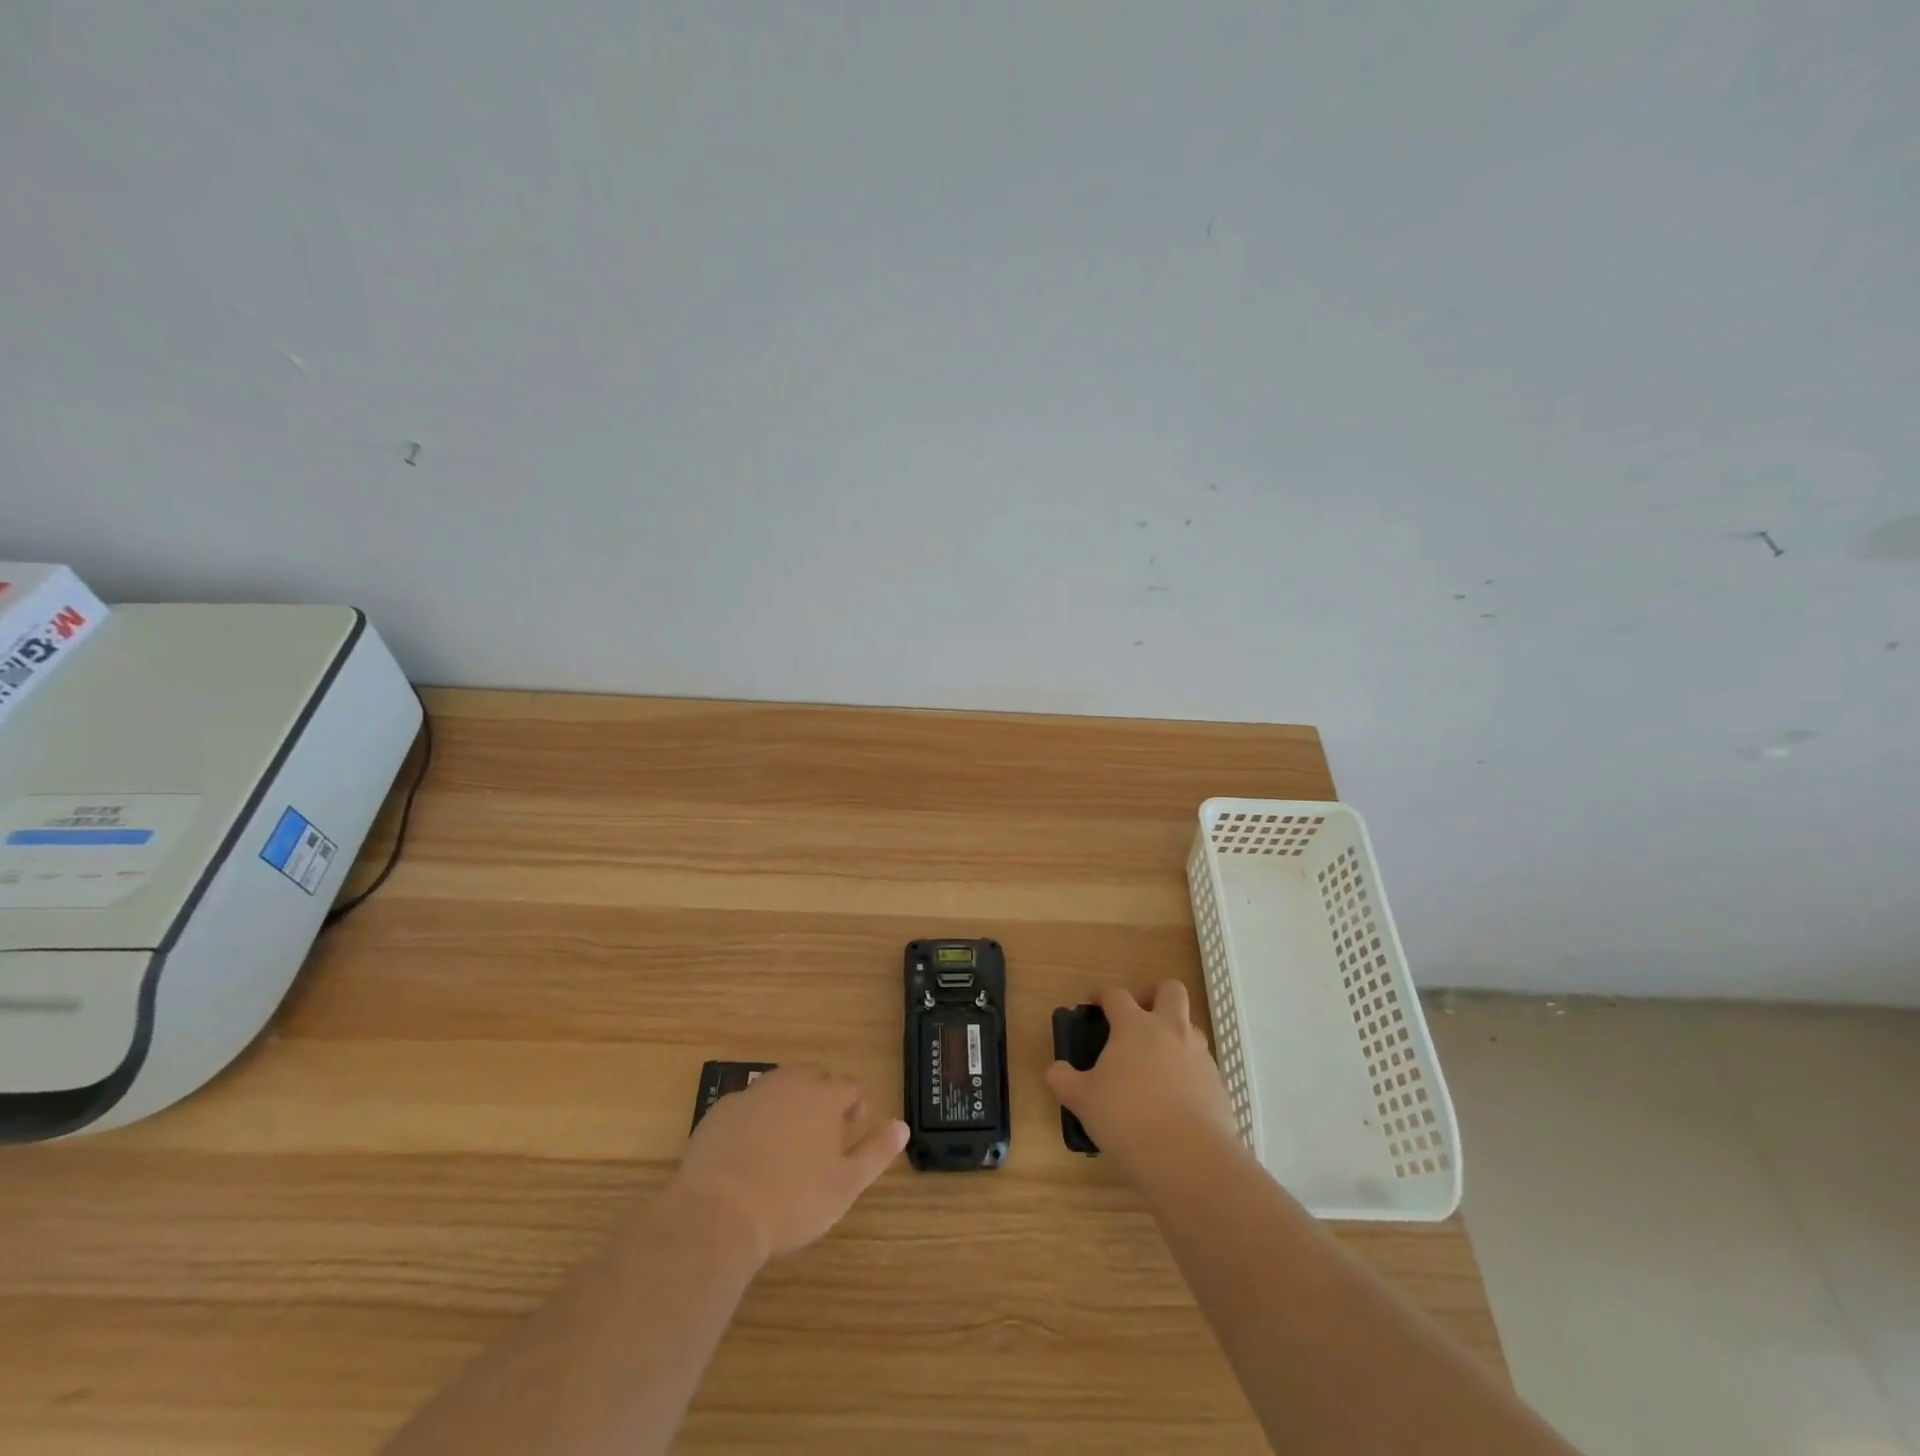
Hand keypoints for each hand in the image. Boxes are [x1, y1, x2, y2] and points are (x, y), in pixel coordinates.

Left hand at [669, 1066, 907, 1265]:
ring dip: (788, 1106)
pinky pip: (747, 1107)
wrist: (717, 1214)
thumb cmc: (792, 1200)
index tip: (853, 1128)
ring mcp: (751, 1094)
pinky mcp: (719, 1112)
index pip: (849, 1085)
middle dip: (822, 1099)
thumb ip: (876, 1151)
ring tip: (787, 1142)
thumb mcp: (845, 1184)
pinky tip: (750, 1153)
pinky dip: (754, 1120)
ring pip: (778, 1088)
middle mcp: (789, 1083)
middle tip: (822, 1135)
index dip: (855, 1104)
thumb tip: (902, 1126)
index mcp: (824, 1096)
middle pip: (813, 1078)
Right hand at [1046, 981, 1240, 1178]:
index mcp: (1135, 1026)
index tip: (1093, 1002)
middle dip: (1153, 994)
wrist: (1190, 1159)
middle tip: (1138, 1015)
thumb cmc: (1128, 1119)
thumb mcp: (1083, 1100)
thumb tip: (1057, 1070)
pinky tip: (1173, 1096)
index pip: (1116, 994)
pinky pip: (1201, 1063)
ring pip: (1189, 1026)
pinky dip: (1186, 1069)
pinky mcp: (1217, 1083)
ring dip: (1173, 1032)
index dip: (1102, 994)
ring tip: (1154, 1061)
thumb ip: (1064, 1080)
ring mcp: (1199, 1055)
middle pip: (1170, 990)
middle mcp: (1170, 1030)